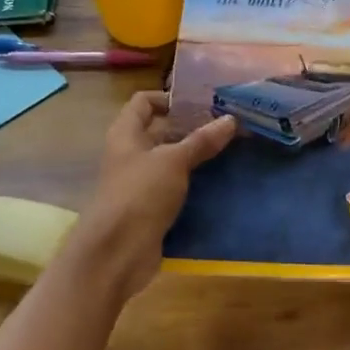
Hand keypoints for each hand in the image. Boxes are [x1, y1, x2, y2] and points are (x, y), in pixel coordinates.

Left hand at [70, 92, 235, 301]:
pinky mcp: (150, 208)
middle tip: (228, 126)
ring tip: (232, 151)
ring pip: (170, 161)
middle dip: (192, 128)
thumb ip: (201, 141)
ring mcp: (139, 183)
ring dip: (196, 157)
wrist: (117, 252)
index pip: (144, 102)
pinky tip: (221, 182)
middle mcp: (130, 154)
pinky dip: (194, 184)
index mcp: (126, 133)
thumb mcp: (174, 161)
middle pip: (161, 131)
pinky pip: (175, 188)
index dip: (170, 98)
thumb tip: (230, 119)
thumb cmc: (140, 194)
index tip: (203, 104)